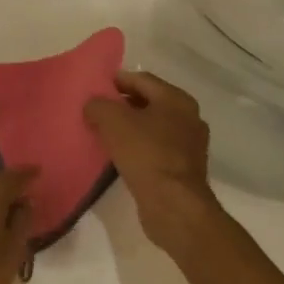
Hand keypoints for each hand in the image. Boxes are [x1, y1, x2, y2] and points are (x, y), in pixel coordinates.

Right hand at [84, 71, 219, 251]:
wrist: (173, 203)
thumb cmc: (145, 153)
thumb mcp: (112, 120)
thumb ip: (98, 105)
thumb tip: (93, 105)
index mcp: (176, 99)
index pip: (141, 79)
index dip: (116, 80)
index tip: (93, 87)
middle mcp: (188, 117)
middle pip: (148, 102)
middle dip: (122, 105)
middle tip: (95, 111)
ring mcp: (189, 144)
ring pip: (152, 127)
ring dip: (129, 127)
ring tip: (103, 133)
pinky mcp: (183, 168)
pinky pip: (156, 148)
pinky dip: (138, 147)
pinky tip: (119, 155)